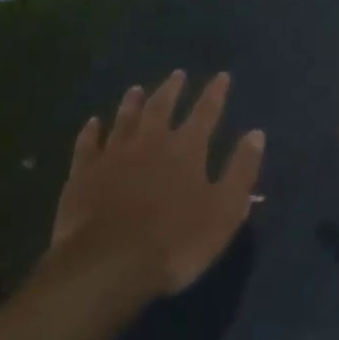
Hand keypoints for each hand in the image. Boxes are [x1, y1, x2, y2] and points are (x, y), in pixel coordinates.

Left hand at [47, 71, 264, 297]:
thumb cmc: (176, 241)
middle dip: (172, 89)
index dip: (215, 93)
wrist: (107, 264)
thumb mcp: (224, 210)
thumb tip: (256, 134)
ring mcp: (113, 156)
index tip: (221, 76)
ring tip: (136, 89)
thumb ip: (241, 171)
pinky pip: (87, 145)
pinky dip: (91, 132)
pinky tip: (93, 123)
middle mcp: (150, 142)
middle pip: (161, 107)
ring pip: (124, 119)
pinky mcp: (83, 174)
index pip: (206, 112)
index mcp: (186, 149)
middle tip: (177, 75)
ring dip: (132, 103)